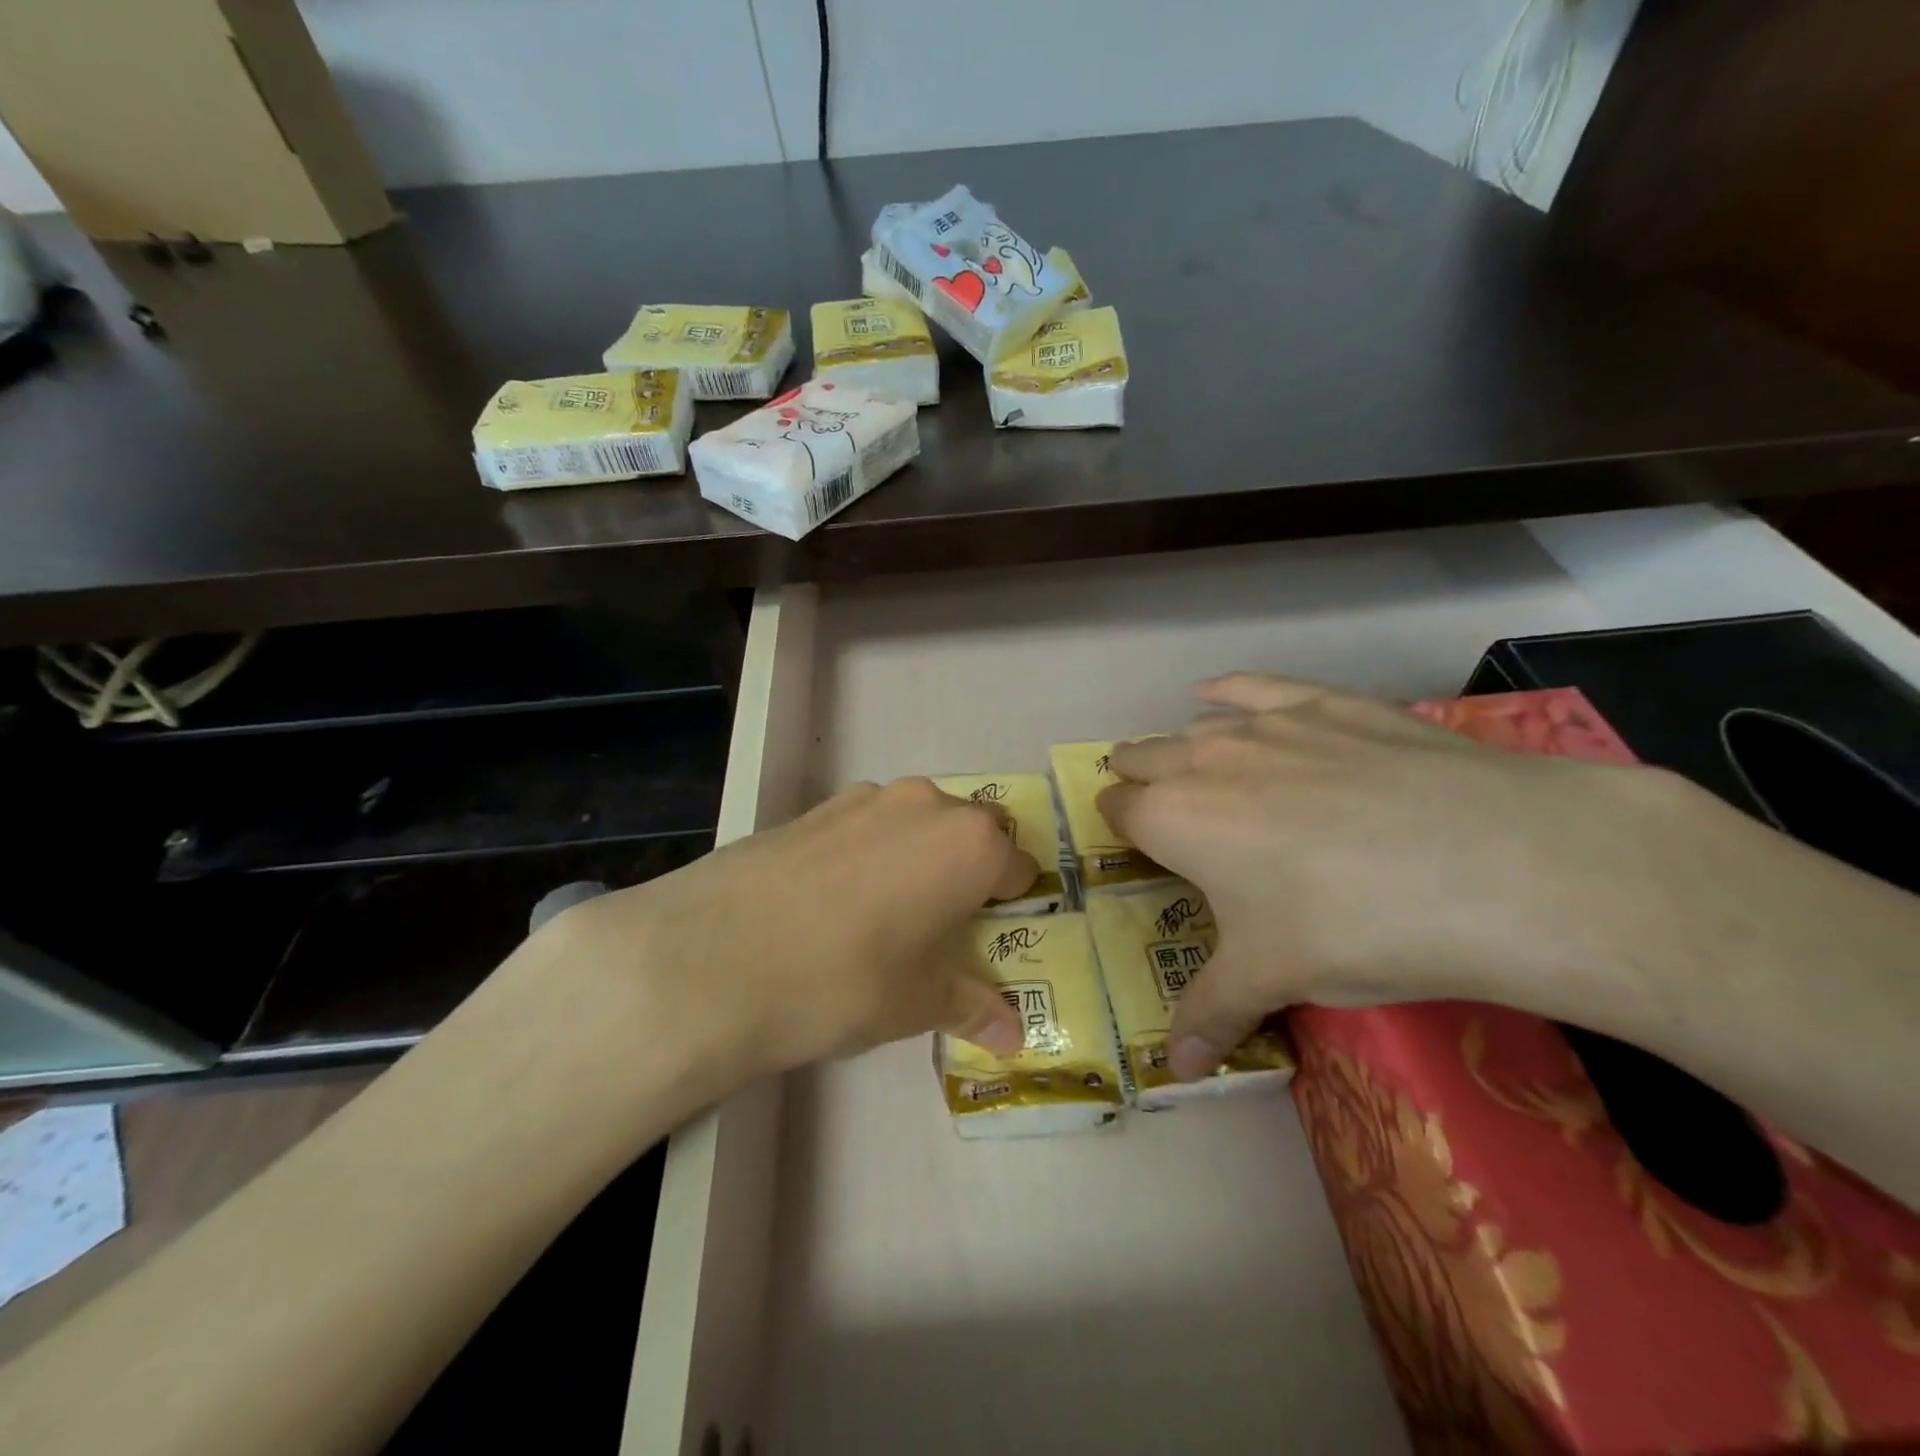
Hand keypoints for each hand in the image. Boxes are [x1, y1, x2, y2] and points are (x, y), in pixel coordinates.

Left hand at [530, 777, 1035, 1087]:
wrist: (717, 957)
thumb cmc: (847, 980)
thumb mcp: (918, 1003)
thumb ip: (972, 1006)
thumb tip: (1014, 1035)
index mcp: (970, 844)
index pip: (1018, 867)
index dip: (1011, 904)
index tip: (991, 935)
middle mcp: (926, 805)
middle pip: (971, 832)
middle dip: (968, 871)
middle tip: (942, 924)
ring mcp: (865, 798)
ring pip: (916, 822)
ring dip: (917, 856)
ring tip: (884, 914)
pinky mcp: (814, 807)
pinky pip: (865, 824)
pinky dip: (869, 852)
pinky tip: (833, 901)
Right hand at [1097, 673, 1703, 1079]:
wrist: (1494, 866)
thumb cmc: (1353, 927)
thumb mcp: (1272, 978)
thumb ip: (1211, 1013)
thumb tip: (1177, 1067)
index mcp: (1174, 818)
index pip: (1117, 808)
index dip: (1118, 824)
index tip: (1134, 845)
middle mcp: (1204, 759)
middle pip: (1143, 758)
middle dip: (1137, 779)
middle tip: (1158, 810)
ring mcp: (1267, 724)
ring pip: (1195, 726)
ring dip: (1183, 749)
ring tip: (1198, 772)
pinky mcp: (1327, 703)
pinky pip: (1255, 686)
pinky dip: (1228, 692)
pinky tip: (1218, 694)